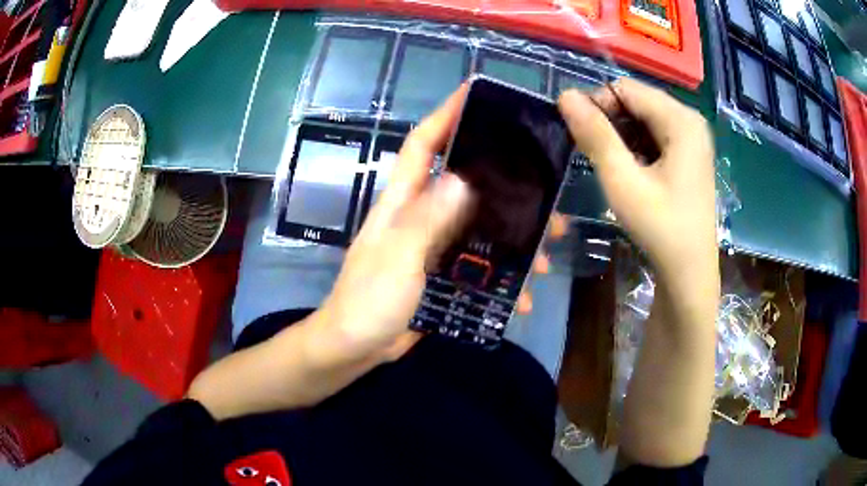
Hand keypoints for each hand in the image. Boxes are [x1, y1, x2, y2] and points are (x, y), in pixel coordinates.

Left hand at [319, 85, 566, 362]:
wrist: (354, 347)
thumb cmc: (368, 300)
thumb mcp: (397, 258)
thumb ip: (427, 220)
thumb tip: (464, 178)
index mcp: (402, 201)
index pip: (422, 144)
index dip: (446, 115)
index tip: (475, 93)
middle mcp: (421, 215)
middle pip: (467, 184)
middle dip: (505, 183)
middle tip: (546, 192)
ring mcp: (434, 246)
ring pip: (482, 227)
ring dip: (515, 238)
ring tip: (547, 253)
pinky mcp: (443, 274)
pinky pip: (480, 265)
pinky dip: (503, 278)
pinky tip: (523, 296)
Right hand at [558, 79, 717, 300]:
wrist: (689, 273)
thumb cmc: (660, 228)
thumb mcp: (623, 181)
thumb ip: (595, 135)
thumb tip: (565, 95)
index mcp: (681, 120)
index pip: (627, 89)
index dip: (598, 104)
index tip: (582, 136)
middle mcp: (690, 121)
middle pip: (637, 101)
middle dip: (610, 120)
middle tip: (595, 155)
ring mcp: (692, 138)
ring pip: (644, 118)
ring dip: (621, 135)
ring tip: (611, 166)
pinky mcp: (689, 155)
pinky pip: (655, 135)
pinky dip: (636, 146)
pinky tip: (630, 171)